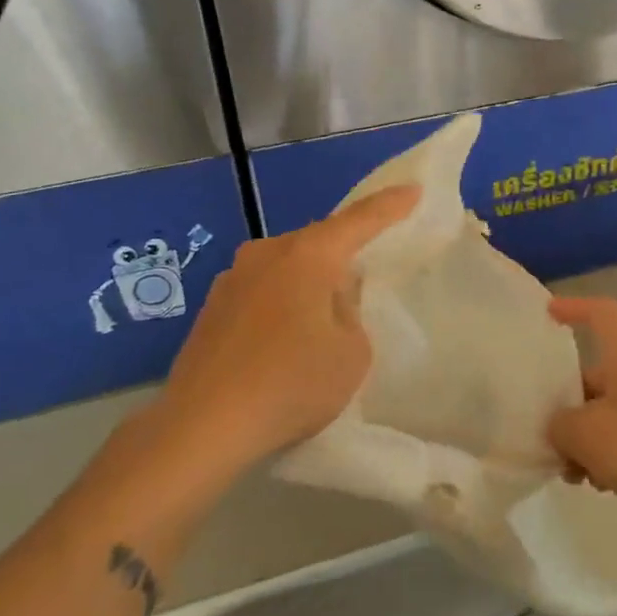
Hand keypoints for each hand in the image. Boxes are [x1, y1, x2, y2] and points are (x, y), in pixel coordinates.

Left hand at [146, 186, 420, 474]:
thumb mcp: (352, 353)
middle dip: (342, 255)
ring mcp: (232, 278)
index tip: (414, 190)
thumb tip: (330, 300)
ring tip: (321, 322)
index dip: (390, 205)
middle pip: (317, 243)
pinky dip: (280, 305)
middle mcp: (266, 253)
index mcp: (307, 255)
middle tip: (364, 277)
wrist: (202, 425)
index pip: (359, 220)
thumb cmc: (291, 383)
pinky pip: (261, 292)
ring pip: (286, 268)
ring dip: (307, 283)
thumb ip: (351, 313)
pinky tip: (282, 341)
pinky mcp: (212, 308)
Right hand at [546, 296, 616, 537]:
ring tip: (571, 471)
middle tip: (545, 431)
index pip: (599, 312)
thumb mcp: (587, 435)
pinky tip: (601, 484)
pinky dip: (612, 452)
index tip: (548, 314)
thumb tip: (559, 428)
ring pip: (612, 408)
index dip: (573, 308)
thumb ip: (560, 426)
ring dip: (587, 434)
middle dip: (568, 400)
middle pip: (598, 370)